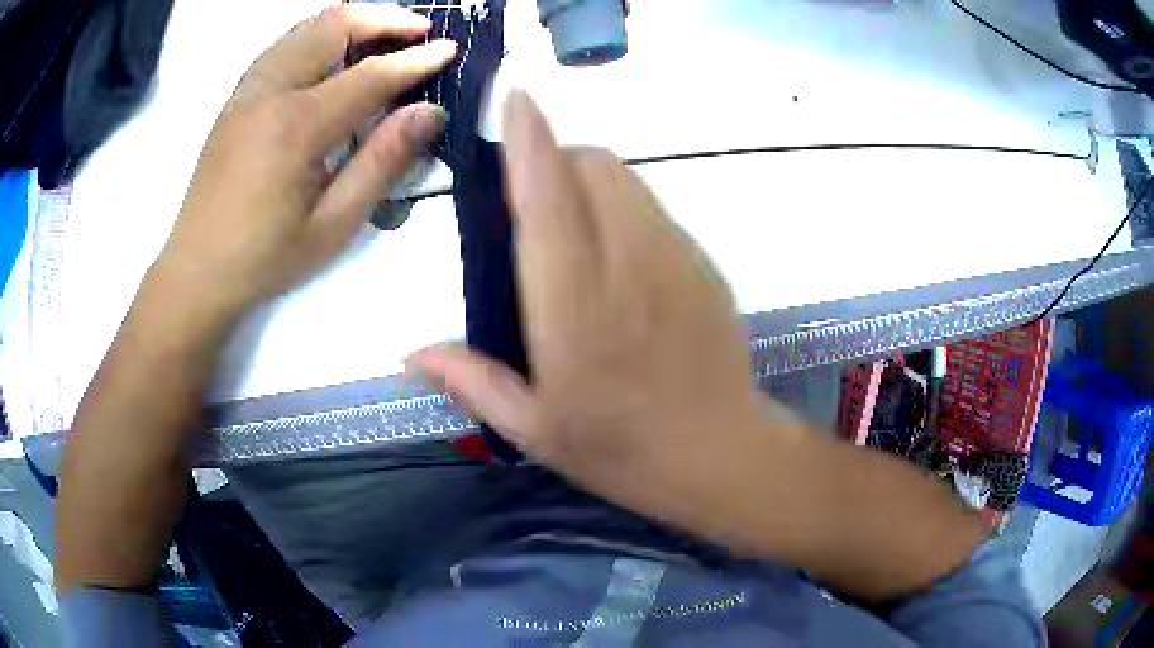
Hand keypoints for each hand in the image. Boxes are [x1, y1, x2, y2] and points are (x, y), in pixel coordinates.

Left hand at [154, 3, 455, 319]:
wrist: (196, 272)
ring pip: (306, 27)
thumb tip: (430, 113)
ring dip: (351, 22)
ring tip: (383, 37)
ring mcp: (247, 90)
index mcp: (295, 126)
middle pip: (334, 25)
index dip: (415, 59)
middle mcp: (269, 92)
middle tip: (419, 32)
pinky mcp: (236, 98)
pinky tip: (333, 56)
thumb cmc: (264, 258)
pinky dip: (318, 36)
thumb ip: (382, 162)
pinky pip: (283, 45)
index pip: (369, 74)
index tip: (449, 50)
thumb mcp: (332, 224)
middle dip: (384, 19)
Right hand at [411, 95, 986, 600]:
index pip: (548, 198)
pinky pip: (654, 208)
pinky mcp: (703, 263)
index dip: (529, 140)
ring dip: (589, 181)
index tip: (515, 100)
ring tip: (573, 232)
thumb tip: (411, 355)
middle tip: (531, 204)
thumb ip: (470, 381)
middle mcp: (627, 264)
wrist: (721, 456)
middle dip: (556, 161)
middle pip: (593, 166)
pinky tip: (618, 261)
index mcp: (574, 306)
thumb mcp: (533, 430)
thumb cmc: (622, 452)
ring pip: (627, 180)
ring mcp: (675, 258)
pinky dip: (623, 209)